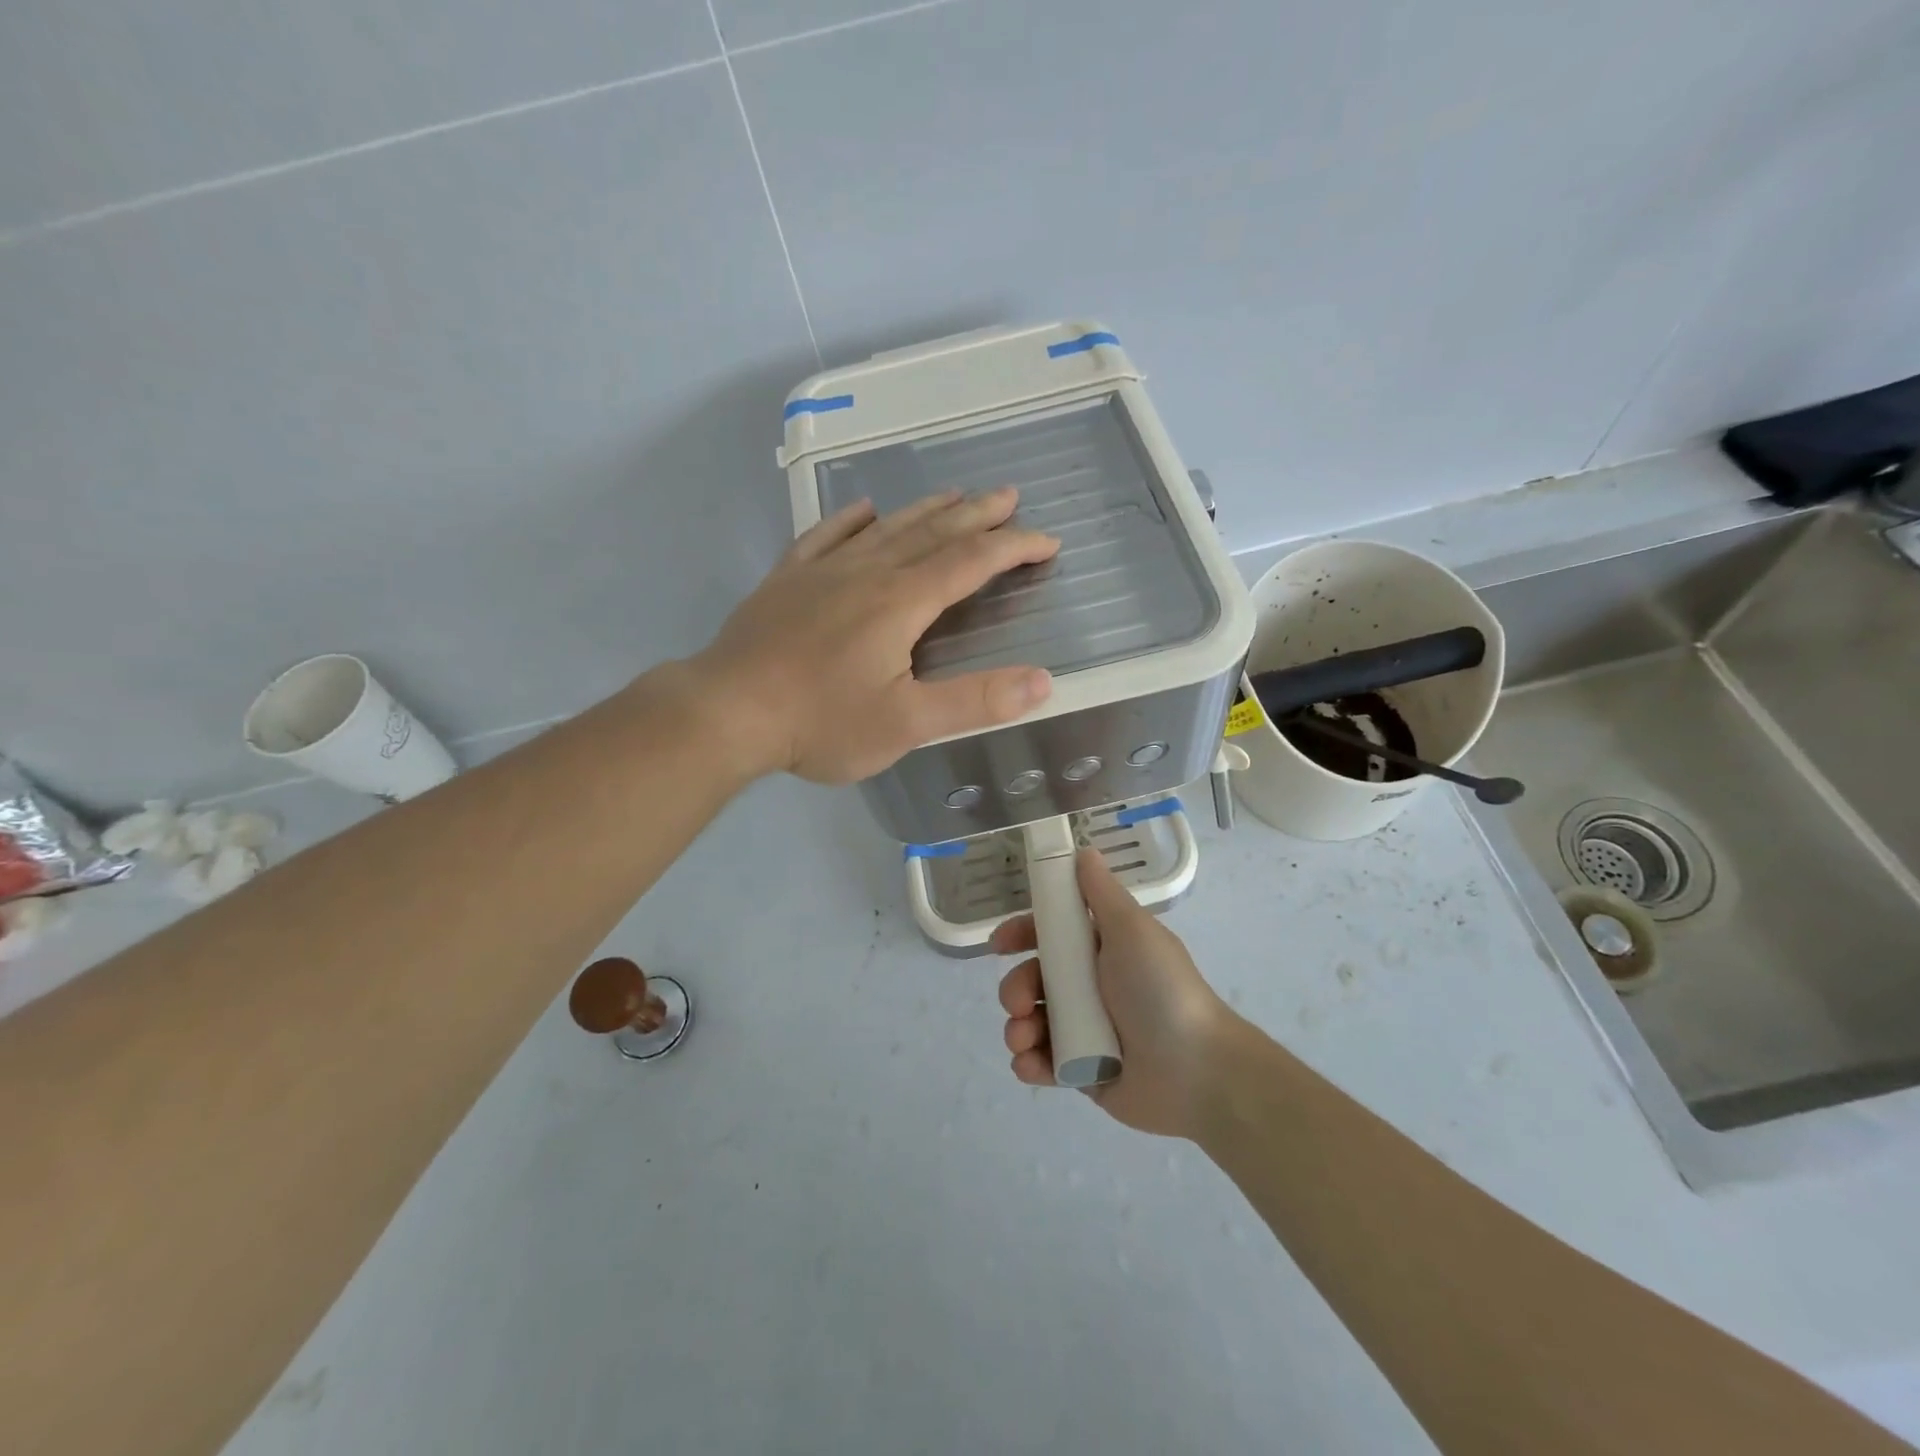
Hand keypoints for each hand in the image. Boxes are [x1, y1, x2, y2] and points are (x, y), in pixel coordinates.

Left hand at [688, 488, 1058, 784]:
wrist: (727, 712)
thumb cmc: (821, 721)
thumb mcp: (907, 723)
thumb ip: (975, 701)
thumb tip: (1043, 681)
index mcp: (901, 603)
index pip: (970, 563)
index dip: (1012, 548)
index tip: (1047, 541)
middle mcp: (867, 573)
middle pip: (932, 533)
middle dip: (976, 515)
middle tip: (1008, 496)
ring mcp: (822, 572)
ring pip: (885, 528)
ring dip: (925, 510)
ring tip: (954, 494)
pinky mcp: (786, 581)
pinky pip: (825, 536)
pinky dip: (851, 520)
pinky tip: (864, 510)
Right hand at [991, 849, 1232, 1137]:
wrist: (1196, 1071)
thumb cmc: (1161, 990)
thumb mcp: (1132, 930)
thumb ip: (1101, 892)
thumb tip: (1083, 850)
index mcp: (1102, 950)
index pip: (1051, 934)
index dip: (1022, 934)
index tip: (1000, 944)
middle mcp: (1090, 987)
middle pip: (1034, 979)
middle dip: (1015, 988)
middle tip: (1019, 1003)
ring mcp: (1084, 1032)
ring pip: (1031, 1021)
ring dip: (1017, 1028)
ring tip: (1025, 1038)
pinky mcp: (1082, 1073)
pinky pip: (1042, 1063)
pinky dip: (1028, 1063)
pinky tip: (1029, 1063)